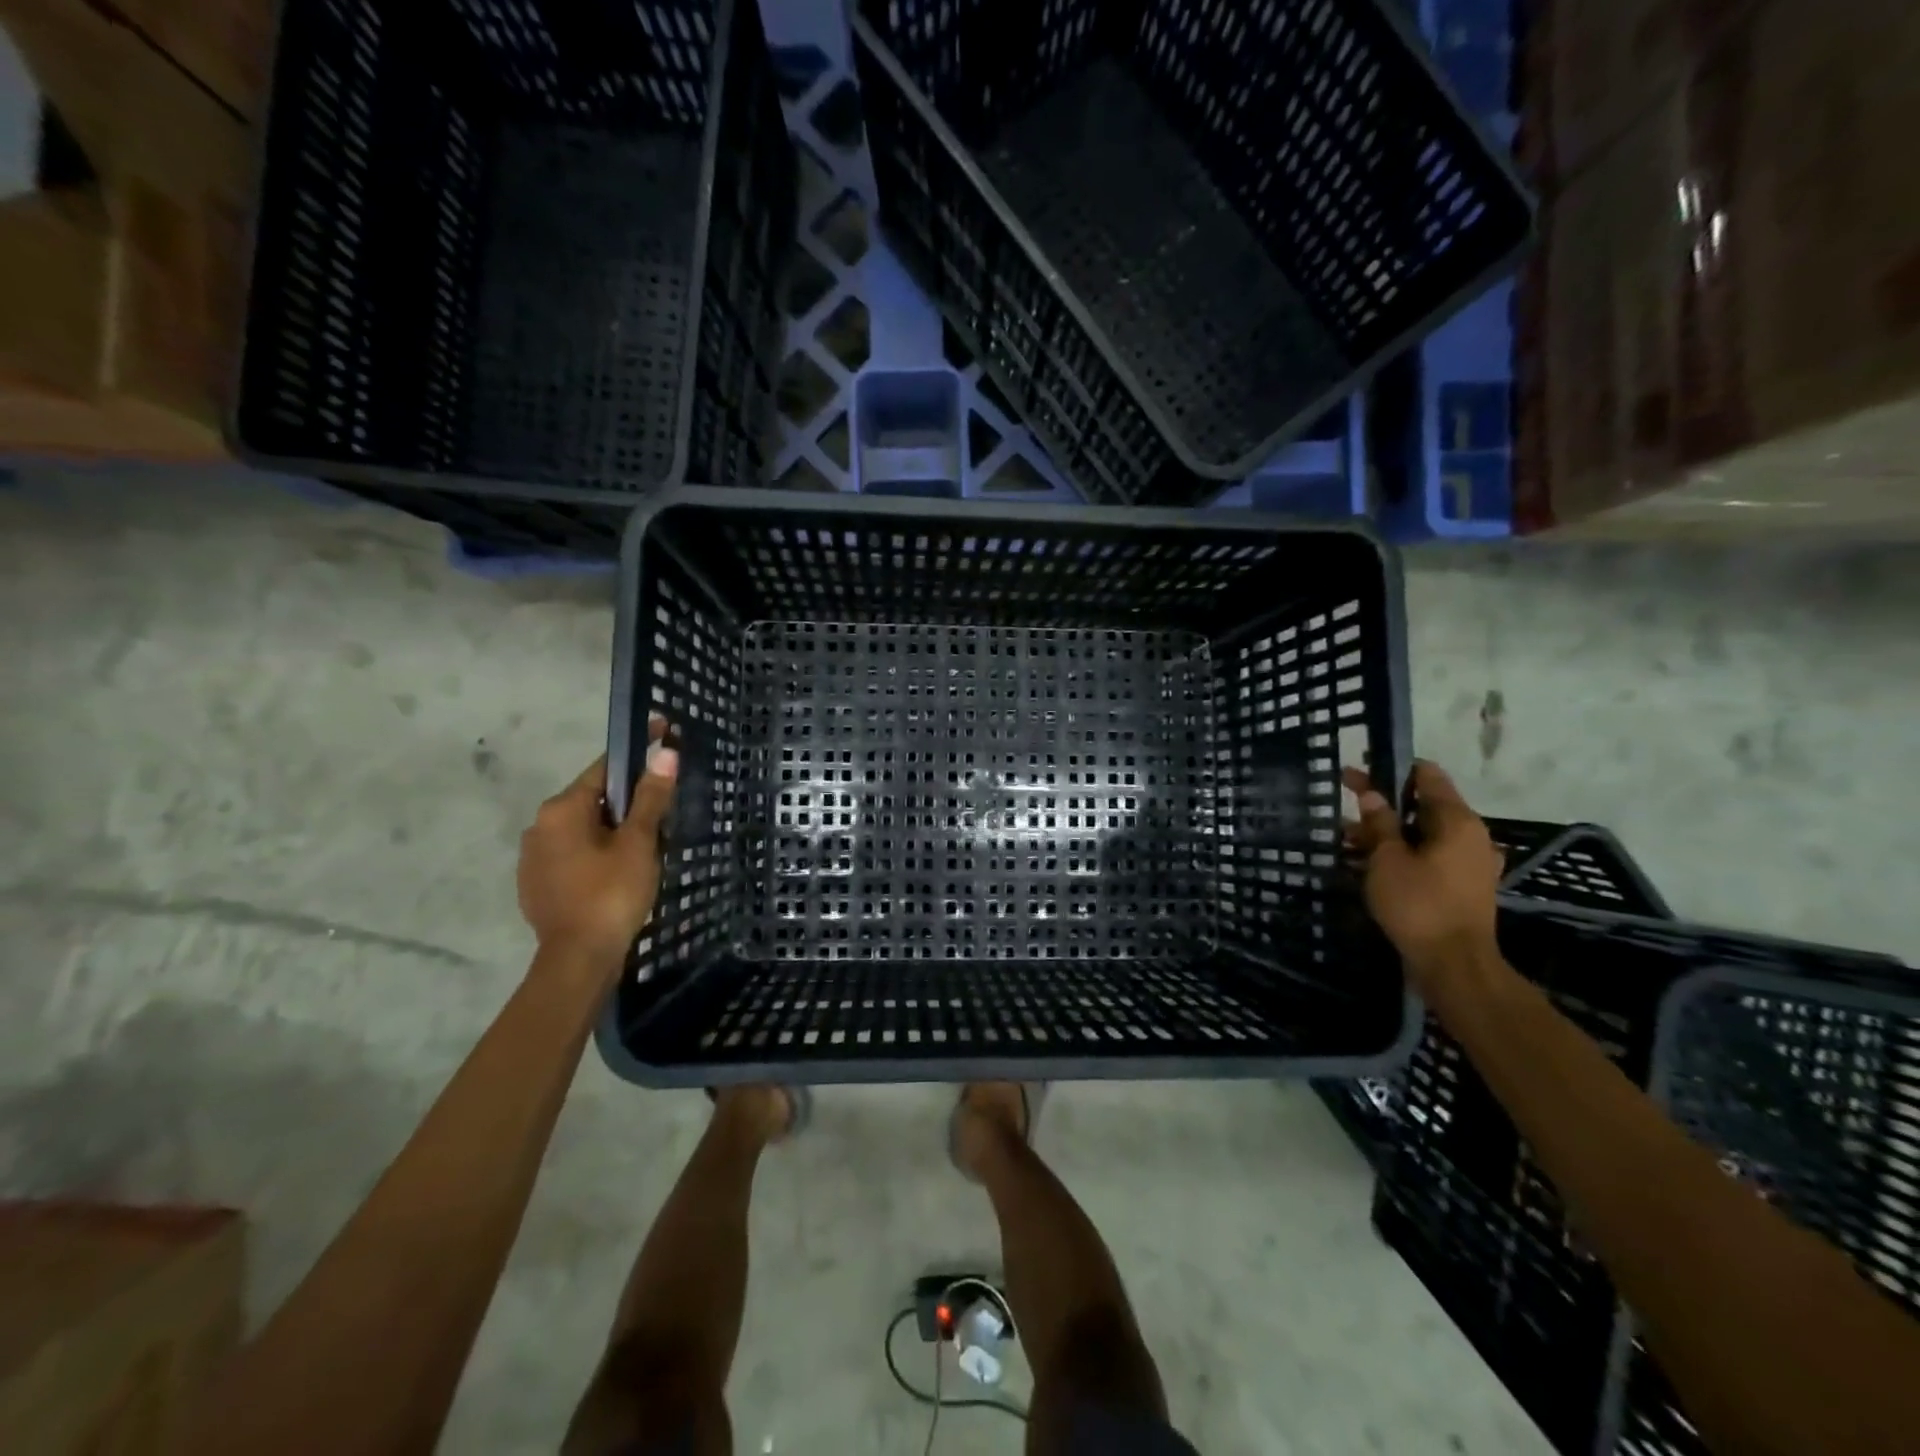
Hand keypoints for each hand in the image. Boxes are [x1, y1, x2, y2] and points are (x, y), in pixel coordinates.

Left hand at [517, 723, 678, 974]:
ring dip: (612, 830)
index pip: (605, 768)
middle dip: (627, 801)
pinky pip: (574, 855)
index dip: (638, 756)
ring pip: (583, 829)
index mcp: (561, 809)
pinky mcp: (536, 885)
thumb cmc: (612, 893)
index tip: (665, 742)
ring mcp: (533, 857)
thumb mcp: (639, 842)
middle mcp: (539, 826)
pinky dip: (597, 854)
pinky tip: (619, 872)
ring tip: (647, 845)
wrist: (578, 960)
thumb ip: (650, 797)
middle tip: (664, 813)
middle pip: (593, 799)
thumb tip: (665, 752)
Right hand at [1344, 759, 1503, 996]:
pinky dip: (1400, 855)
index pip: (1427, 776)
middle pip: (1423, 806)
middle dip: (1383, 805)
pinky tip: (1368, 865)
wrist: (1454, 965)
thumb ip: (1379, 822)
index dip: (1391, 769)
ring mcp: (1469, 863)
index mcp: (1458, 821)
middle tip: (1345, 806)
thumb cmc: (1419, 904)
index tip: (1358, 771)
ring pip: (1423, 835)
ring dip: (1387, 833)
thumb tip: (1372, 794)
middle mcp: (1471, 836)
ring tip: (1346, 840)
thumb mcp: (1387, 859)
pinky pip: (1428, 858)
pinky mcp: (1462, 886)